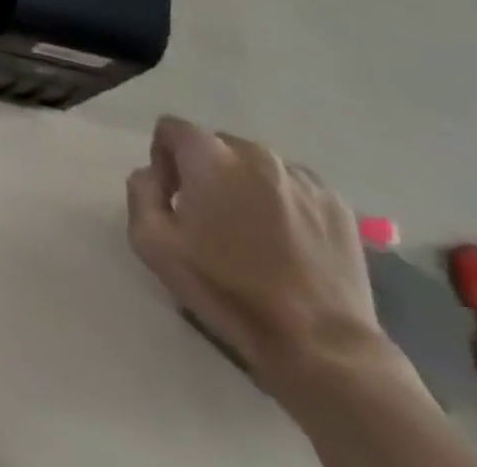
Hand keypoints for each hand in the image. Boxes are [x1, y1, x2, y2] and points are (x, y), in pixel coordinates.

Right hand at [126, 116, 386, 384]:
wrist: (320, 347)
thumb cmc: (227, 290)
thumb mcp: (152, 242)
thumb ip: (140, 191)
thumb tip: (152, 174)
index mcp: (209, 155)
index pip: (171, 129)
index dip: (164, 160)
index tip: (174, 199)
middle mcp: (255, 153)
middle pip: (215, 146)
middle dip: (206, 172)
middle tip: (212, 219)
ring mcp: (301, 178)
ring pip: (257, 166)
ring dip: (246, 186)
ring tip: (255, 233)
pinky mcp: (337, 206)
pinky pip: (295, 187)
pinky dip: (284, 203)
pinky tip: (289, 242)